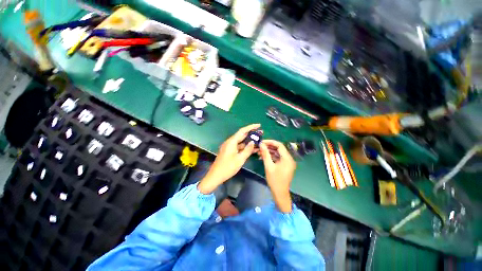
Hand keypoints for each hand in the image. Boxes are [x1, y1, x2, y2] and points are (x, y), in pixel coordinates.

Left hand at [198, 124, 260, 193]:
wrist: (215, 176)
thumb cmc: (227, 167)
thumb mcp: (240, 159)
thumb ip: (247, 150)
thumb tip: (253, 142)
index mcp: (231, 142)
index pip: (242, 131)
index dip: (251, 127)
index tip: (259, 125)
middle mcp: (230, 142)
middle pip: (242, 135)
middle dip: (251, 134)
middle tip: (261, 133)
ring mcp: (229, 147)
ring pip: (241, 142)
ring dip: (249, 141)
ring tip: (258, 141)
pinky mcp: (229, 151)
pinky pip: (238, 147)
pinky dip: (245, 147)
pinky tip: (252, 149)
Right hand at [259, 140, 295, 212]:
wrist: (280, 194)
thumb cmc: (274, 180)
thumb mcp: (268, 166)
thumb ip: (265, 154)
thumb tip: (261, 144)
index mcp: (287, 159)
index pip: (279, 145)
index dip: (270, 142)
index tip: (262, 142)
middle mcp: (289, 159)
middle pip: (279, 149)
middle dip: (269, 147)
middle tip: (260, 146)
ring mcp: (287, 162)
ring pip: (278, 153)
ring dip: (269, 152)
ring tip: (259, 152)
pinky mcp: (285, 165)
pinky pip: (278, 158)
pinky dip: (271, 157)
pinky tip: (263, 157)